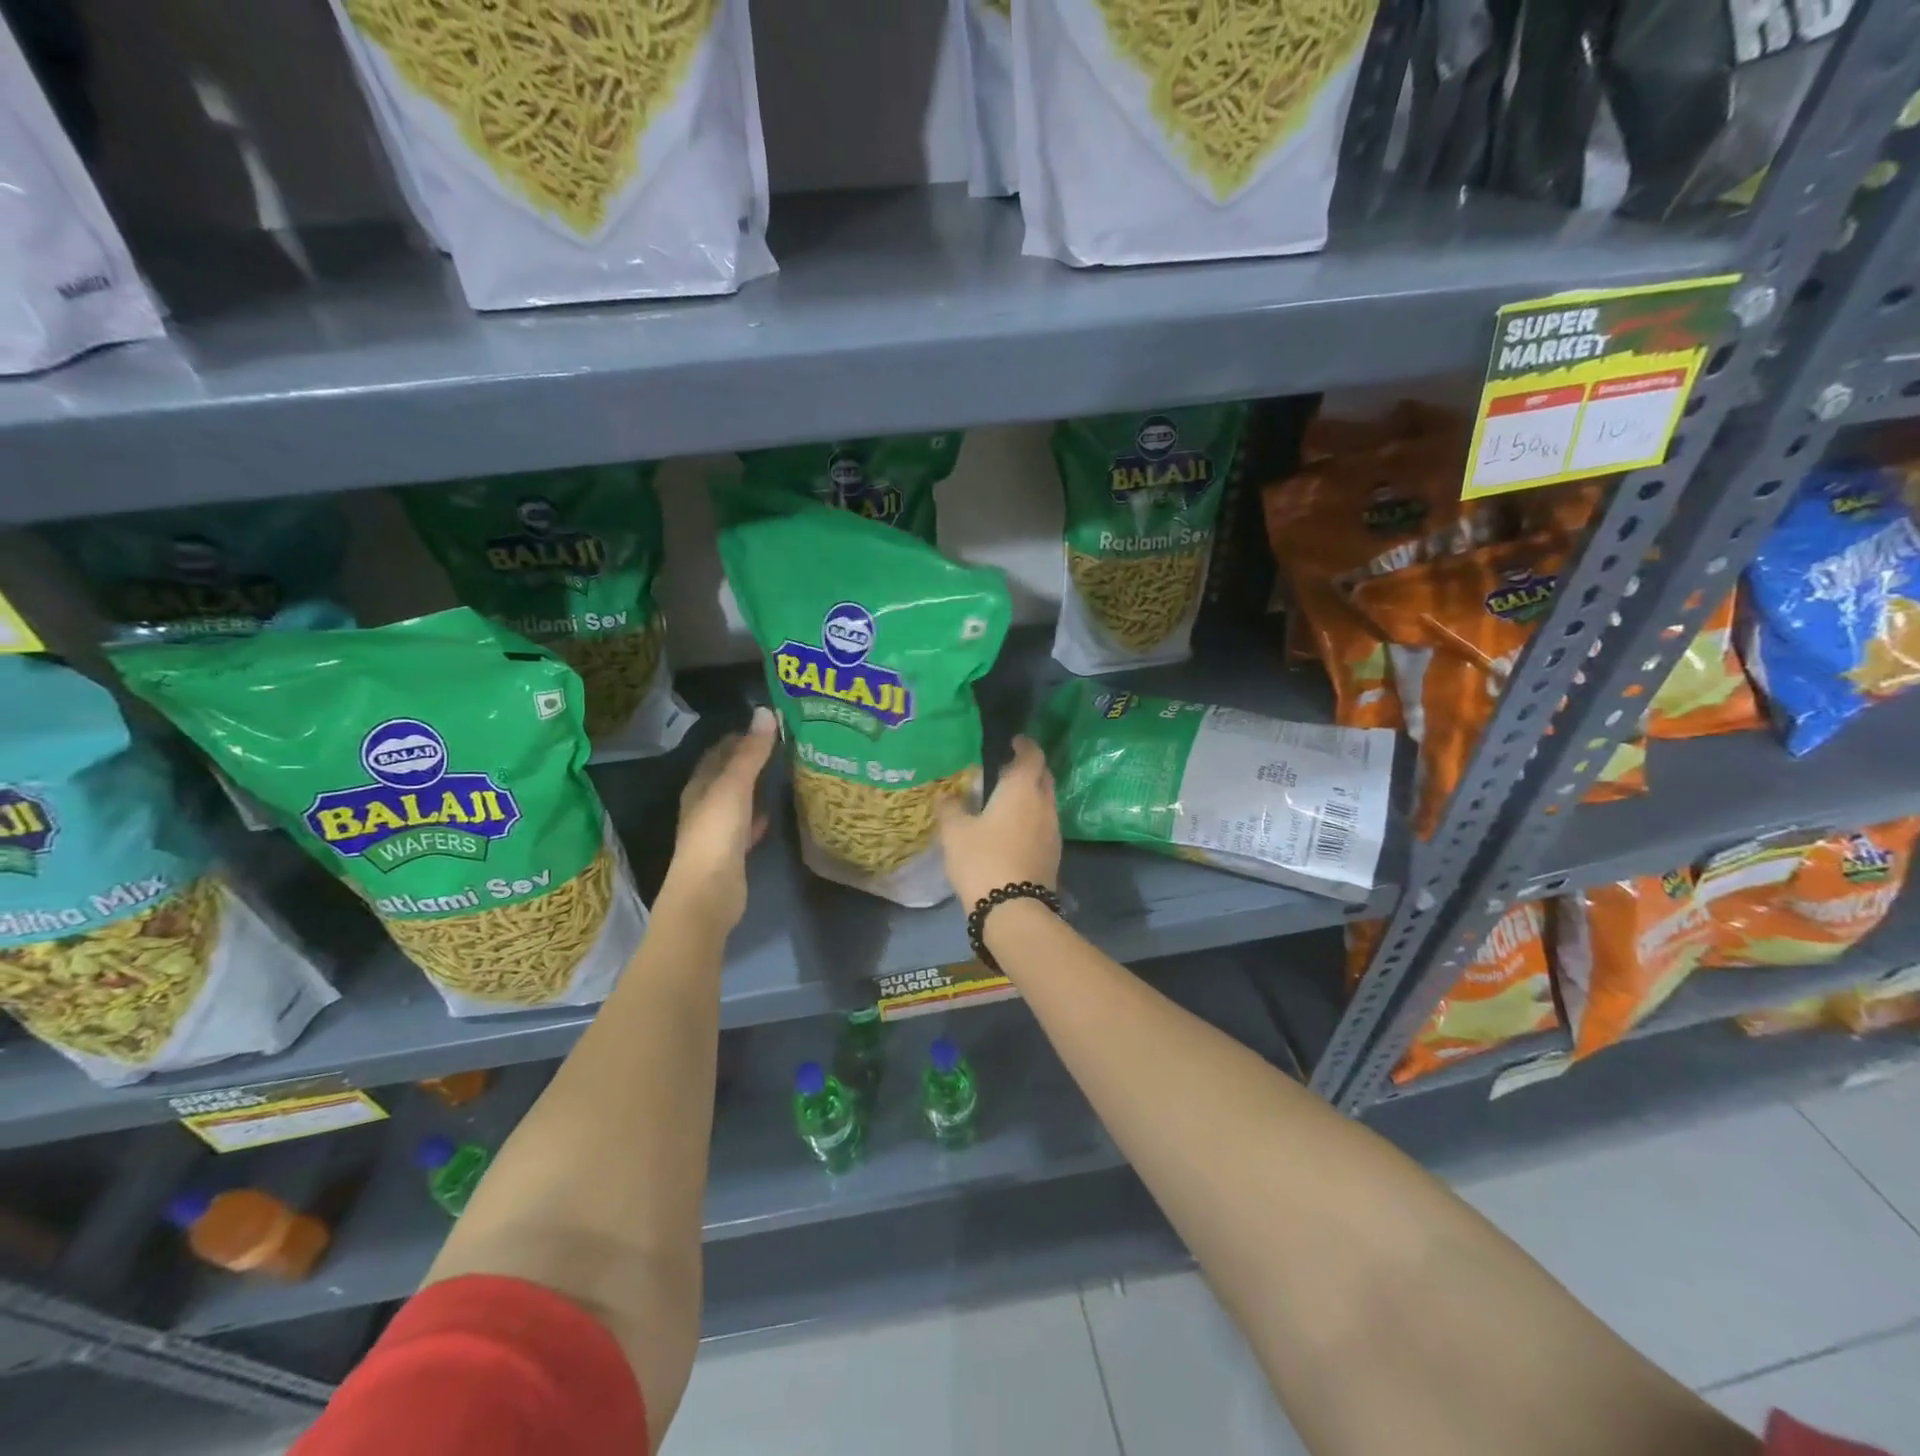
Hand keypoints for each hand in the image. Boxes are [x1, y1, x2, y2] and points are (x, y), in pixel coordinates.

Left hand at [663, 706, 777, 927]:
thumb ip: (751, 753)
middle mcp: (704, 804)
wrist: (708, 894)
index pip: (718, 752)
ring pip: (737, 799)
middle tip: (782, 745)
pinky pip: (745, 825)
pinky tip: (772, 812)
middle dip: (749, 760)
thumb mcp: (734, 787)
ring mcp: (716, 830)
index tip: (768, 725)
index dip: (739, 736)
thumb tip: (764, 711)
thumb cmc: (716, 834)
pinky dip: (757, 815)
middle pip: (727, 775)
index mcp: (699, 786)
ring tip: (783, 771)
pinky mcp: (730, 852)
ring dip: (754, 786)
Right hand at [937, 735, 1060, 908]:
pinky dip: (1032, 817)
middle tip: (1007, 769)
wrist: (1013, 909)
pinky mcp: (1054, 853)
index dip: (1025, 745)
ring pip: (1045, 801)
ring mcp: (1053, 830)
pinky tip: (1013, 829)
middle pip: (1043, 777)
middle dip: (1029, 769)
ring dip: (1031, 795)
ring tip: (1007, 800)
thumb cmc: (982, 859)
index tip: (1014, 741)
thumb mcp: (955, 832)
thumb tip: (946, 795)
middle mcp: (1044, 804)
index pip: (1033, 755)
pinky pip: (1044, 823)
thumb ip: (950, 808)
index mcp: (1022, 789)